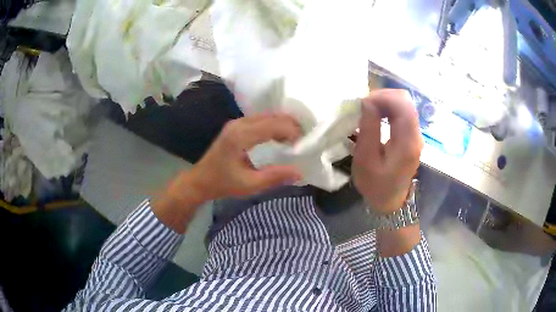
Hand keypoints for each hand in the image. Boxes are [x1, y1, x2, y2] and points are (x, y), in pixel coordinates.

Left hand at [186, 113, 302, 200]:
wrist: (200, 180)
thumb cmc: (223, 183)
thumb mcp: (250, 185)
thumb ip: (275, 177)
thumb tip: (299, 172)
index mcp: (241, 136)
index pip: (273, 125)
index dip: (291, 131)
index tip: (303, 144)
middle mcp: (239, 124)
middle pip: (271, 116)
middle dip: (290, 125)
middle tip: (303, 141)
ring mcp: (236, 123)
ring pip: (266, 115)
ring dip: (282, 124)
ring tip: (295, 139)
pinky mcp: (236, 126)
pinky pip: (260, 119)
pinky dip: (273, 125)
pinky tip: (280, 137)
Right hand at [352, 89, 422, 212]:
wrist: (390, 202)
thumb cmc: (375, 184)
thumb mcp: (365, 159)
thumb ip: (369, 128)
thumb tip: (367, 102)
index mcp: (407, 141)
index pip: (402, 105)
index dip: (383, 96)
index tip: (363, 103)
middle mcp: (416, 135)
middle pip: (406, 101)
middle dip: (384, 96)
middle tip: (364, 105)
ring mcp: (416, 135)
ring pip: (405, 105)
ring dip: (386, 101)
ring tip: (369, 109)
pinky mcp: (412, 136)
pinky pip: (403, 113)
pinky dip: (389, 108)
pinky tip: (378, 115)